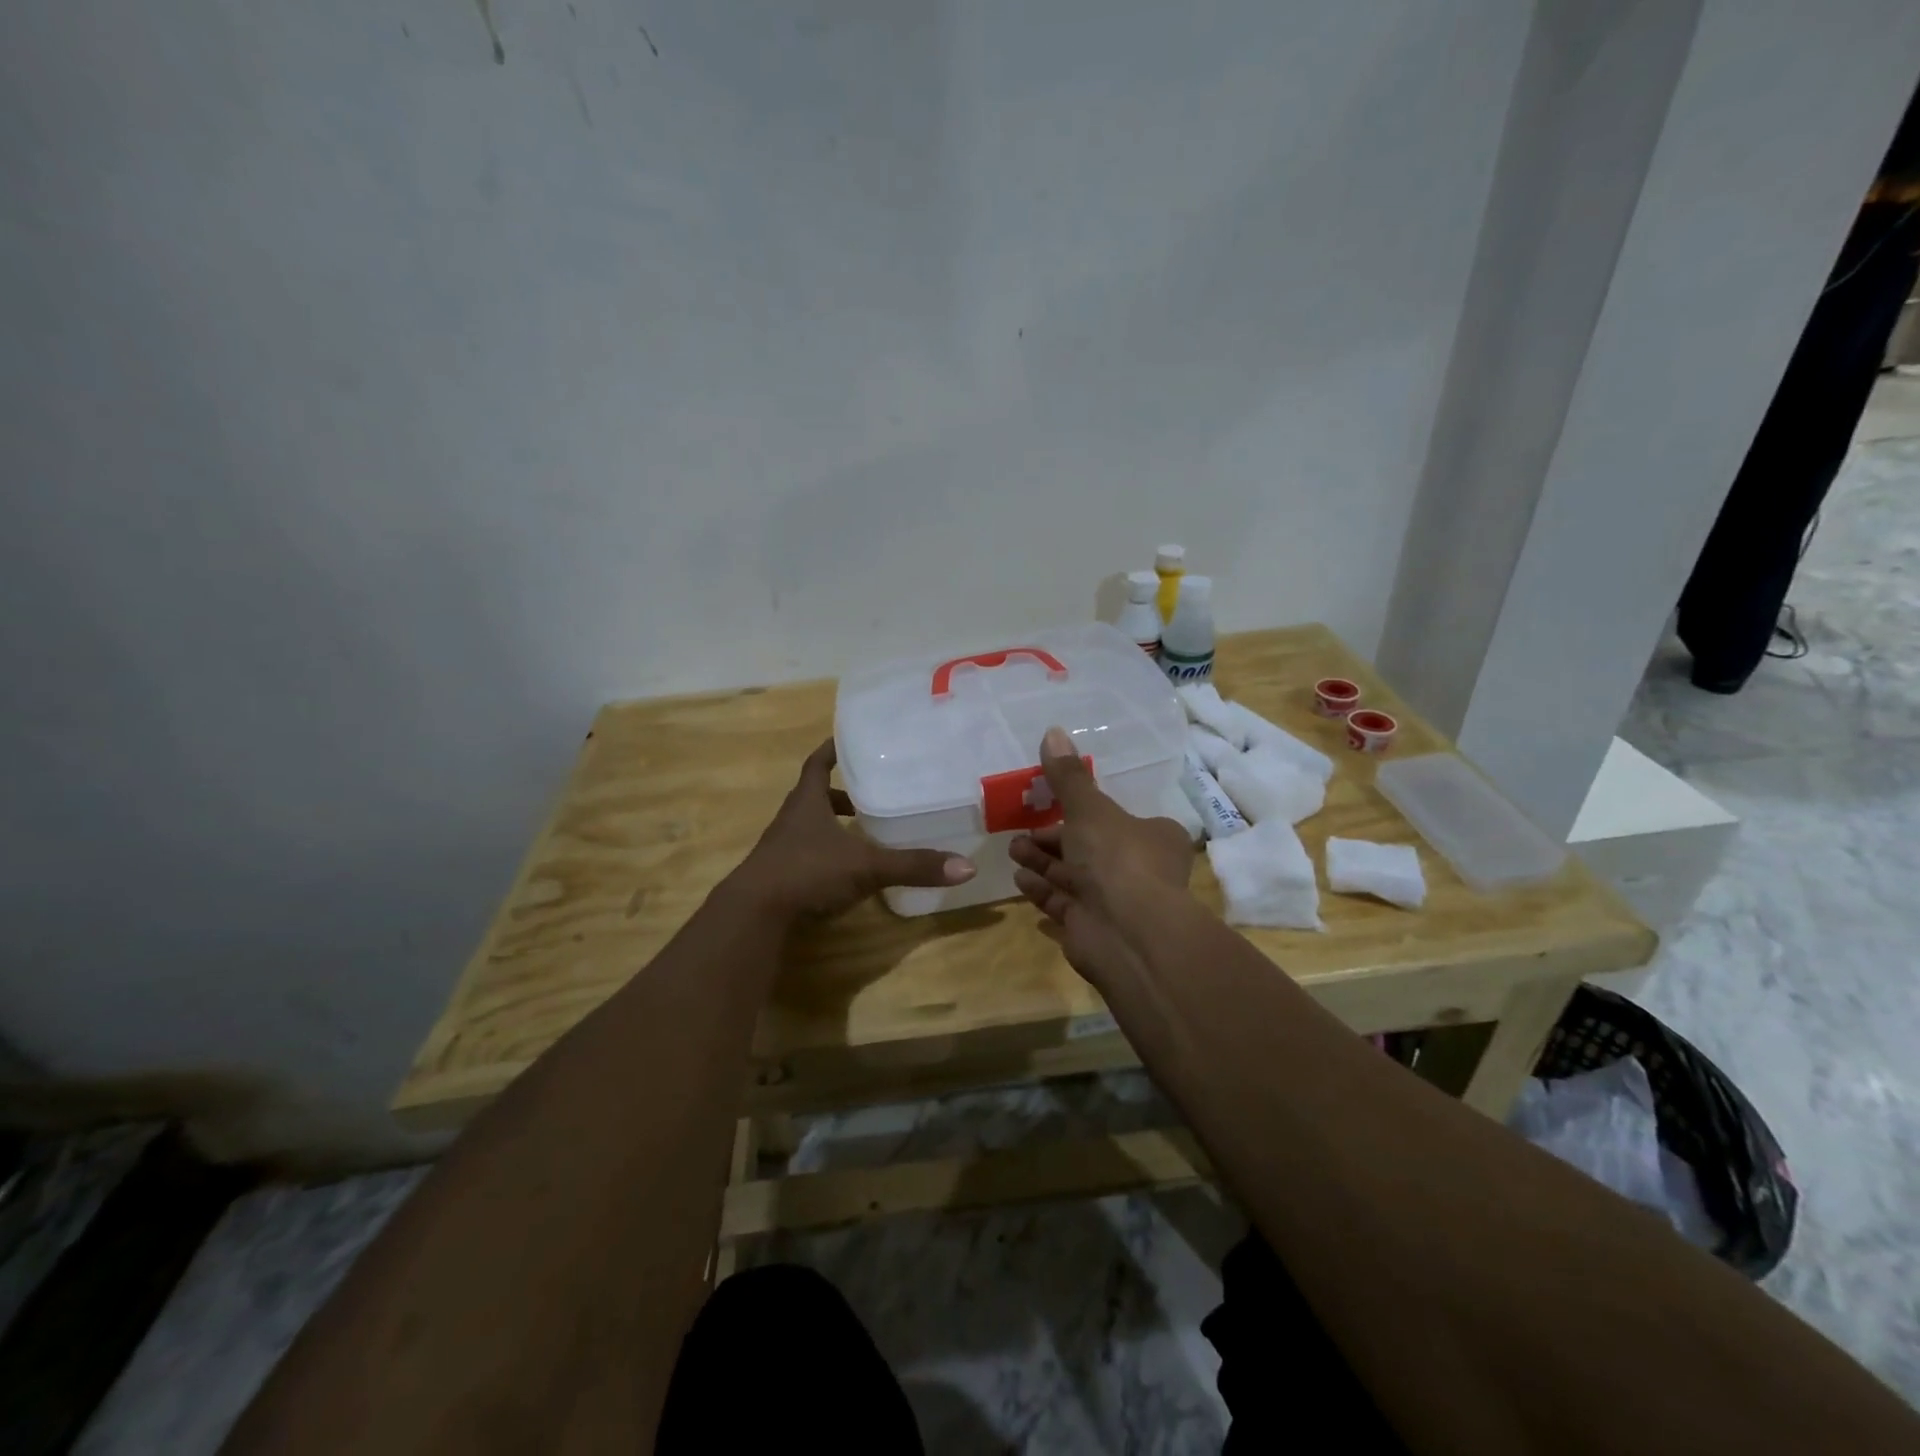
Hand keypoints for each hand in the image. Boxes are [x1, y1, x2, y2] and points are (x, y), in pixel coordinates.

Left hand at [732, 739, 975, 920]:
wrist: (754, 914)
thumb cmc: (807, 872)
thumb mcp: (866, 867)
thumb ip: (912, 866)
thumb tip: (966, 867)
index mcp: (807, 802)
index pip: (817, 765)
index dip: (831, 750)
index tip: (848, 739)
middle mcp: (792, 820)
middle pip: (813, 796)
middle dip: (839, 792)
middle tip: (869, 791)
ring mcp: (782, 849)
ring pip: (809, 826)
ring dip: (832, 825)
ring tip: (862, 831)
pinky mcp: (780, 877)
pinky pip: (806, 855)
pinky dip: (826, 855)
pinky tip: (845, 870)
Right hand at [1009, 726, 1194, 989]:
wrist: (1128, 933)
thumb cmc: (1117, 858)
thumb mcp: (1090, 809)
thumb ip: (1068, 776)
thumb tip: (1052, 731)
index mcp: (1152, 836)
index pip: (1117, 819)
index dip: (1083, 811)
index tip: (1051, 803)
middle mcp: (1138, 869)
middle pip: (1089, 848)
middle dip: (1053, 838)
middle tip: (1021, 831)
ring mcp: (1115, 903)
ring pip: (1073, 876)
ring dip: (1042, 862)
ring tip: (1012, 850)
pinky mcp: (1093, 929)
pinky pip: (1063, 904)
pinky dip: (1042, 891)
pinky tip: (1019, 880)